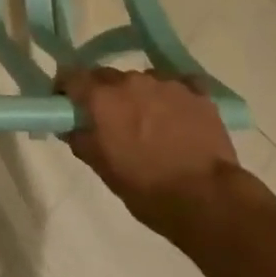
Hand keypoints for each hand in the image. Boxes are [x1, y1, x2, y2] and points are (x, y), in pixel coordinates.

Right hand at [58, 67, 242, 237]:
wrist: (209, 200)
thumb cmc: (148, 190)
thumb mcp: (103, 169)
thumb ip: (80, 139)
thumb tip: (70, 124)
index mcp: (102, 98)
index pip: (71, 76)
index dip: (66, 89)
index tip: (68, 104)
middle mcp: (130, 80)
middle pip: (107, 77)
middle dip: (104, 95)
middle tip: (111, 122)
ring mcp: (166, 83)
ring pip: (142, 81)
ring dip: (139, 97)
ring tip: (151, 126)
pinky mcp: (197, 92)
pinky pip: (176, 87)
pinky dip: (171, 100)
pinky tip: (179, 122)